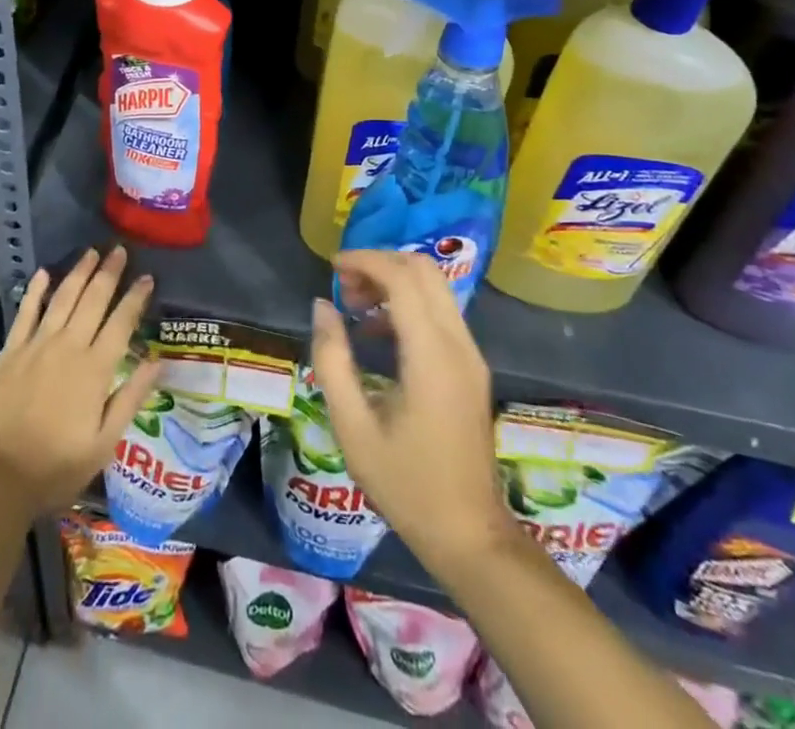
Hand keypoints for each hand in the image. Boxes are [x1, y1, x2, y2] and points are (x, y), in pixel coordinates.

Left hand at [0, 247, 160, 517]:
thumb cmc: (57, 467)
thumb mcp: (105, 442)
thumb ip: (131, 397)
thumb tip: (157, 361)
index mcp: (96, 369)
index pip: (122, 322)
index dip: (136, 298)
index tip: (147, 277)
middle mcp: (69, 346)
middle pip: (93, 300)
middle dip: (109, 273)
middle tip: (119, 249)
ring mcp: (37, 345)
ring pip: (63, 298)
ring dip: (78, 272)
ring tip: (91, 252)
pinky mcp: (11, 351)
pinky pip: (26, 312)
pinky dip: (35, 290)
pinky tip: (43, 273)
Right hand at [310, 250, 515, 582]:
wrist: (469, 534)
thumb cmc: (405, 484)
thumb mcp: (352, 426)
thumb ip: (332, 359)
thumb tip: (323, 306)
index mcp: (431, 356)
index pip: (403, 277)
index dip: (365, 261)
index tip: (332, 268)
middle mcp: (459, 344)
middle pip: (424, 270)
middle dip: (380, 264)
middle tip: (344, 287)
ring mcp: (470, 355)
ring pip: (435, 287)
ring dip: (394, 282)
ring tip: (356, 309)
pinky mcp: (472, 367)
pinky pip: (440, 312)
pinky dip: (408, 303)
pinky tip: (379, 333)